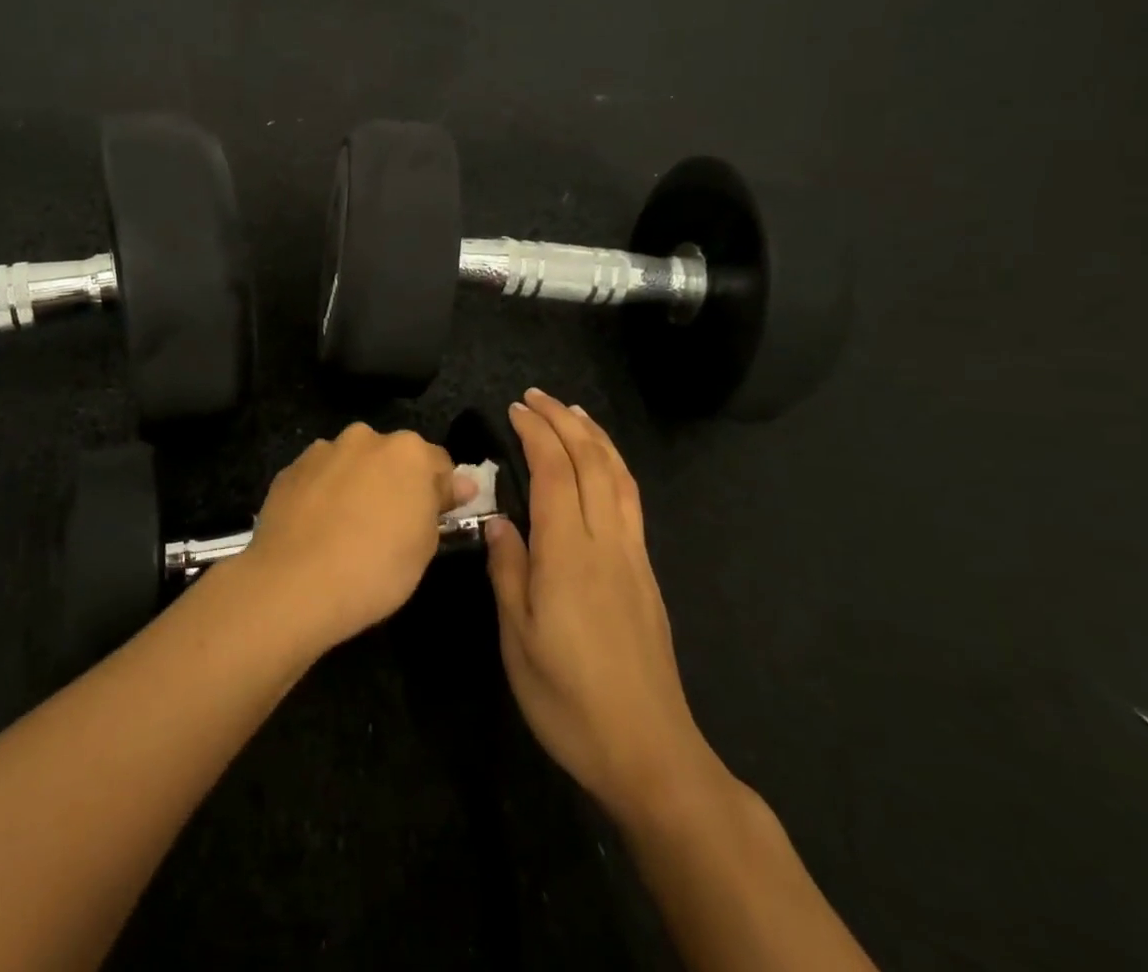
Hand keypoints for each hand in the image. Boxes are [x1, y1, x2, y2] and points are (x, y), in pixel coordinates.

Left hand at [241, 423, 468, 652]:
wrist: (294, 584)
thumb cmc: (376, 568)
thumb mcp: (425, 545)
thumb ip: (439, 503)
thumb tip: (460, 482)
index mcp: (407, 451)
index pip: (438, 462)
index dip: (440, 490)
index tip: (436, 518)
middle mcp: (364, 438)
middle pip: (391, 457)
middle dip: (394, 481)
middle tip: (391, 525)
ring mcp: (322, 451)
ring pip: (351, 464)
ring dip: (356, 484)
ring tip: (347, 529)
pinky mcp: (289, 470)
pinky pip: (318, 478)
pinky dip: (323, 494)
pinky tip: (318, 529)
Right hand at [485, 390, 718, 824]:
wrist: (649, 750)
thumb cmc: (568, 699)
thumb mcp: (518, 639)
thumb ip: (508, 570)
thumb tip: (499, 520)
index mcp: (568, 554)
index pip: (555, 472)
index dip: (536, 433)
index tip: (515, 407)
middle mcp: (606, 542)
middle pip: (591, 462)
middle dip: (564, 421)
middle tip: (536, 396)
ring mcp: (632, 556)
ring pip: (618, 477)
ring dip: (594, 436)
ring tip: (573, 412)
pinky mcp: (646, 574)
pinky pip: (630, 501)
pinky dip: (614, 466)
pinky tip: (602, 466)